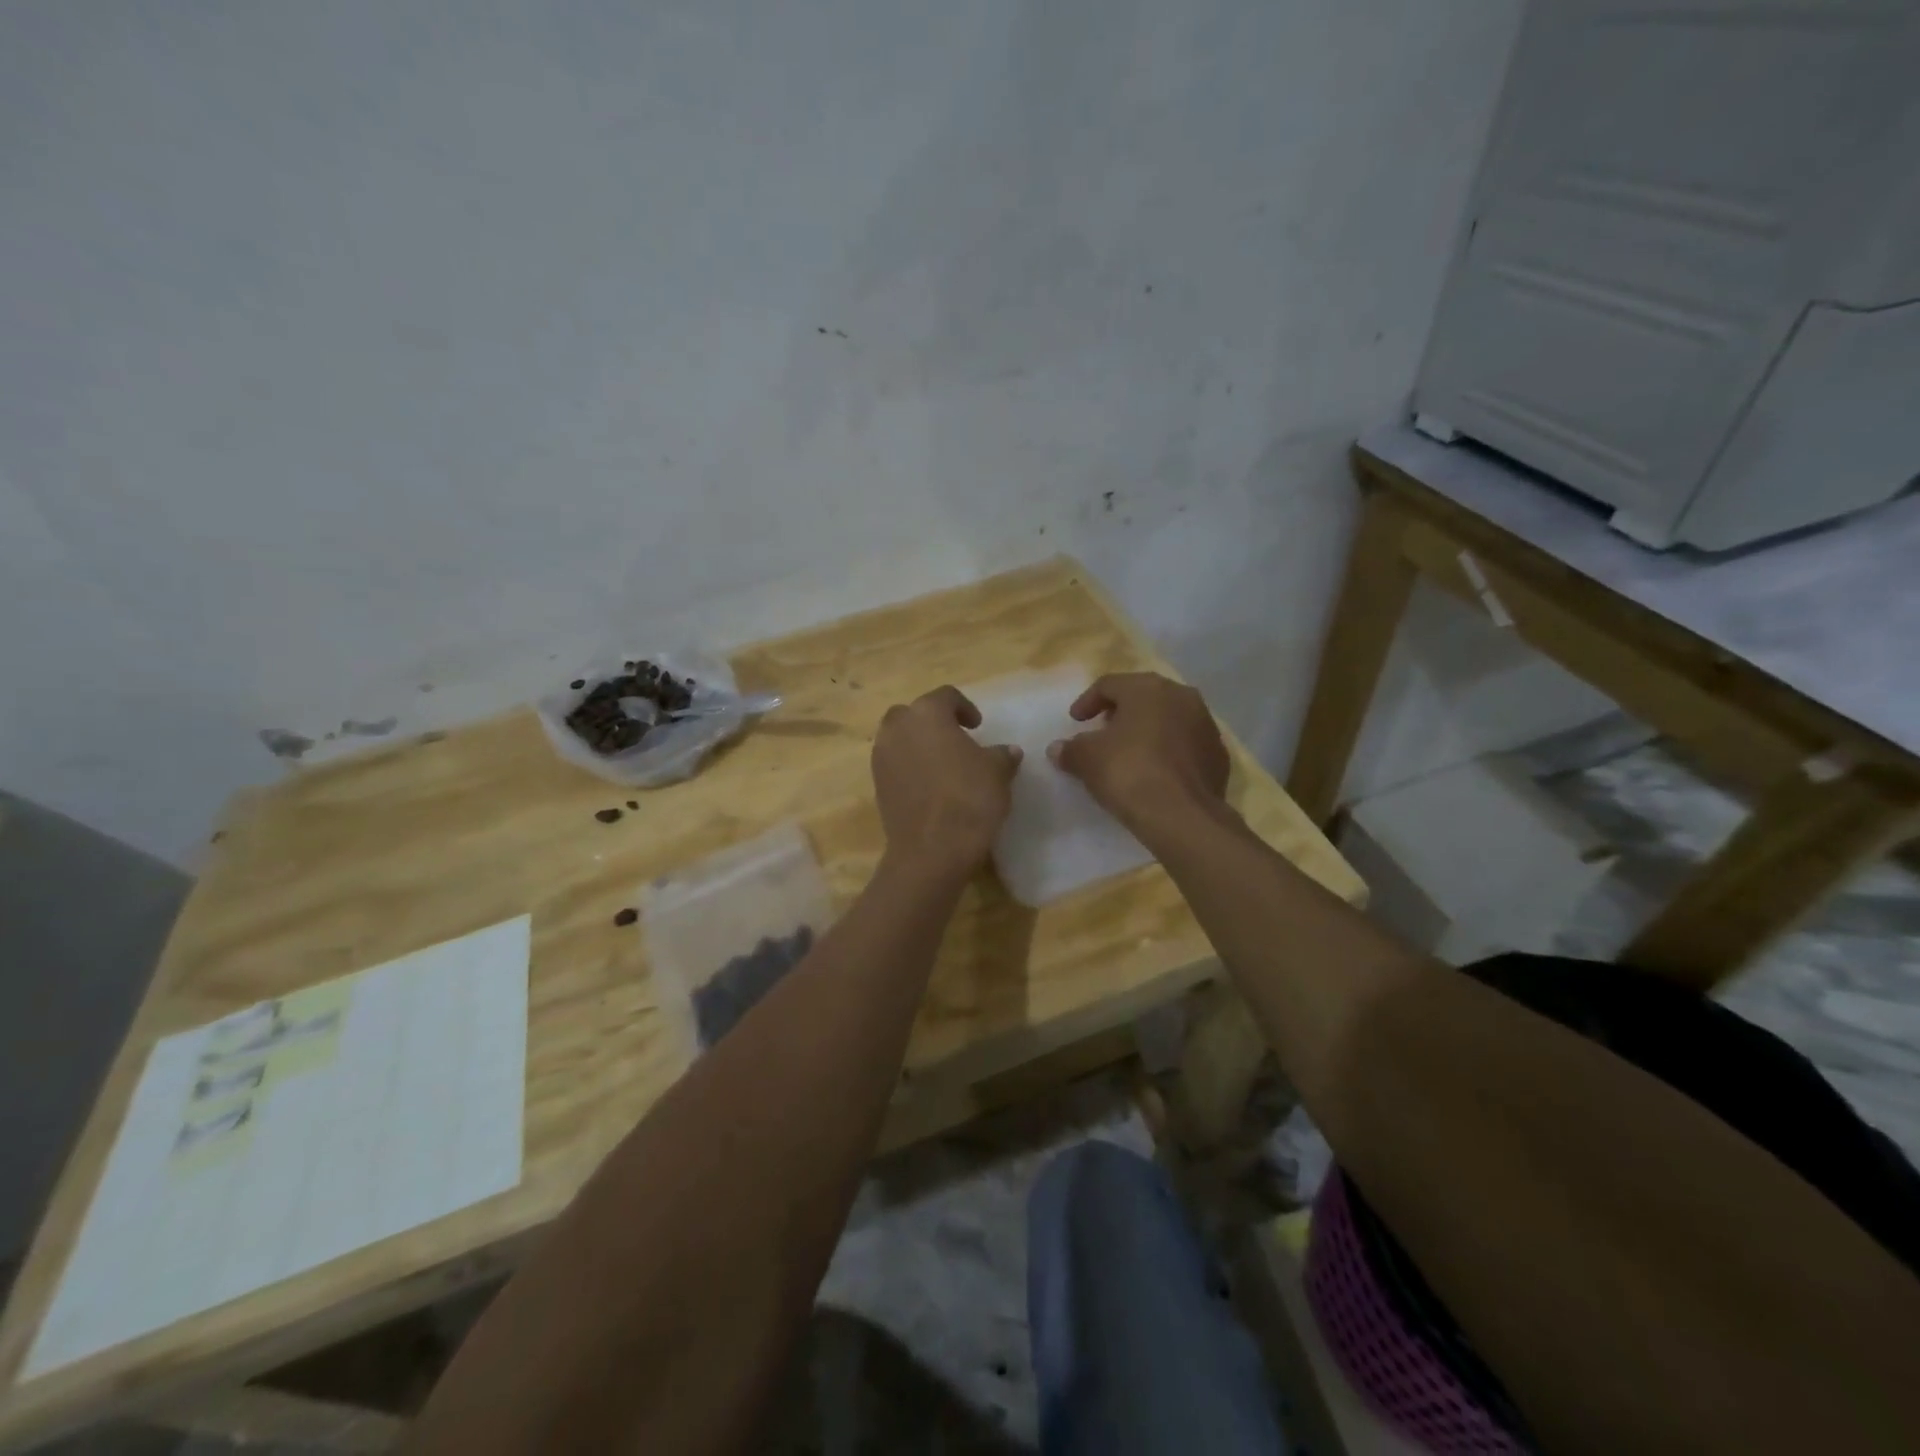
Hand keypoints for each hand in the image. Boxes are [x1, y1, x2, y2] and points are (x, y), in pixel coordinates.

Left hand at [872, 686, 1021, 877]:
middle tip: (956, 739)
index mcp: (926, 713)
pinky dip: (910, 767)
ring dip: (919, 744)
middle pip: (914, 714)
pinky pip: (894, 764)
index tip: (978, 725)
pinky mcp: (876, 785)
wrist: (932, 849)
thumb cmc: (969, 798)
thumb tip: (1008, 751)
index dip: (965, 707)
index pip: (945, 696)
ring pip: (899, 738)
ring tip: (943, 764)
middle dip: (933, 722)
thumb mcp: (997, 772)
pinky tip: (931, 786)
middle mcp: (897, 728)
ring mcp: (881, 757)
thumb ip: (1001, 755)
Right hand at [1047, 673, 1228, 834]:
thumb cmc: (1128, 772)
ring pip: (1169, 719)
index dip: (1087, 702)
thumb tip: (1058, 749)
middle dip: (1121, 712)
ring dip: (1148, 730)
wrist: (1182, 816)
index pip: (1110, 684)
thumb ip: (1071, 749)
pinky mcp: (1218, 755)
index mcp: (1148, 688)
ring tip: (1130, 752)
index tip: (1076, 722)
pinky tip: (1156, 772)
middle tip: (1103, 731)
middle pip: (1144, 697)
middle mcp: (1182, 697)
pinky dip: (1169, 751)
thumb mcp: (1087, 759)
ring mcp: (1206, 725)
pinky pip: (1186, 744)